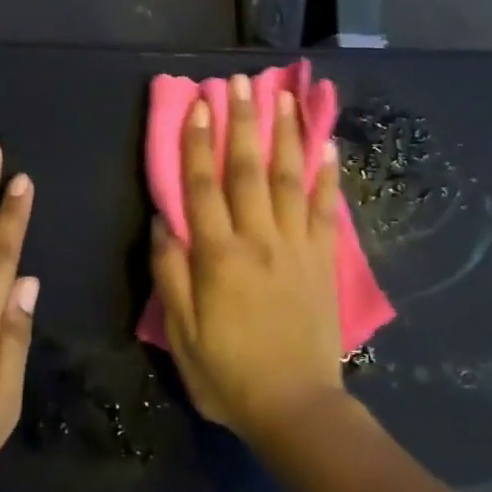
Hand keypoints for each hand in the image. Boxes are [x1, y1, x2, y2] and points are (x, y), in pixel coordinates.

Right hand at [150, 76, 346, 440]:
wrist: (296, 408)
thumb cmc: (228, 374)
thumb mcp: (181, 332)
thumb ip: (169, 273)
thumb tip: (162, 220)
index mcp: (218, 256)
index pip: (202, 187)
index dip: (197, 143)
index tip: (198, 105)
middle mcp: (259, 240)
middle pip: (248, 170)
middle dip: (243, 122)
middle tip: (240, 82)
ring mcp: (297, 247)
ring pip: (290, 179)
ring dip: (286, 136)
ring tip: (283, 97)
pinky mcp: (324, 261)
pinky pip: (327, 210)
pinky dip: (328, 177)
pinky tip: (327, 147)